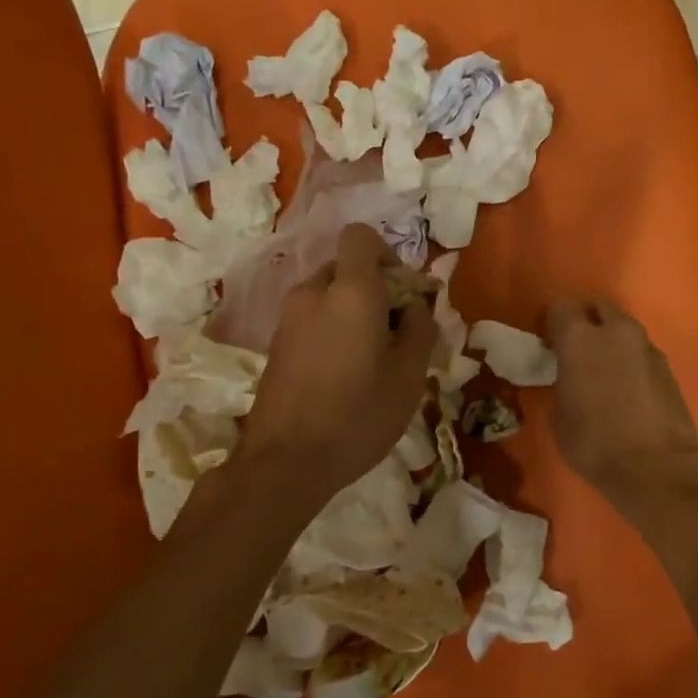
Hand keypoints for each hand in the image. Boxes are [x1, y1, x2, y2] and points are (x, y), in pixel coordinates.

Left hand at [238, 225, 437, 504]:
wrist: (286, 461)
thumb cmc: (358, 415)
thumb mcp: (409, 375)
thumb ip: (420, 327)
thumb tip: (416, 304)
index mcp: (350, 291)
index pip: (361, 237)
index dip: (387, 254)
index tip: (403, 293)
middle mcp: (313, 293)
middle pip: (346, 267)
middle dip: (375, 288)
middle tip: (396, 332)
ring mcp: (288, 318)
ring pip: (329, 295)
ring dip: (354, 312)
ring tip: (373, 358)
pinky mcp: (276, 344)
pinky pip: (313, 318)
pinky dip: (333, 330)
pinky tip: (345, 374)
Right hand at [545, 298, 697, 502]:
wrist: (654, 467)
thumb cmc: (593, 443)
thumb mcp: (559, 415)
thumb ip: (562, 383)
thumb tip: (570, 378)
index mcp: (580, 338)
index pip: (561, 307)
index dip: (553, 323)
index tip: (550, 344)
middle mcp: (616, 332)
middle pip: (599, 308)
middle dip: (588, 323)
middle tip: (579, 352)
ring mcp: (647, 347)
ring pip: (624, 331)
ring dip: (613, 343)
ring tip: (606, 373)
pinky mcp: (669, 367)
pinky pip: (642, 353)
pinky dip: (632, 363)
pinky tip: (629, 391)